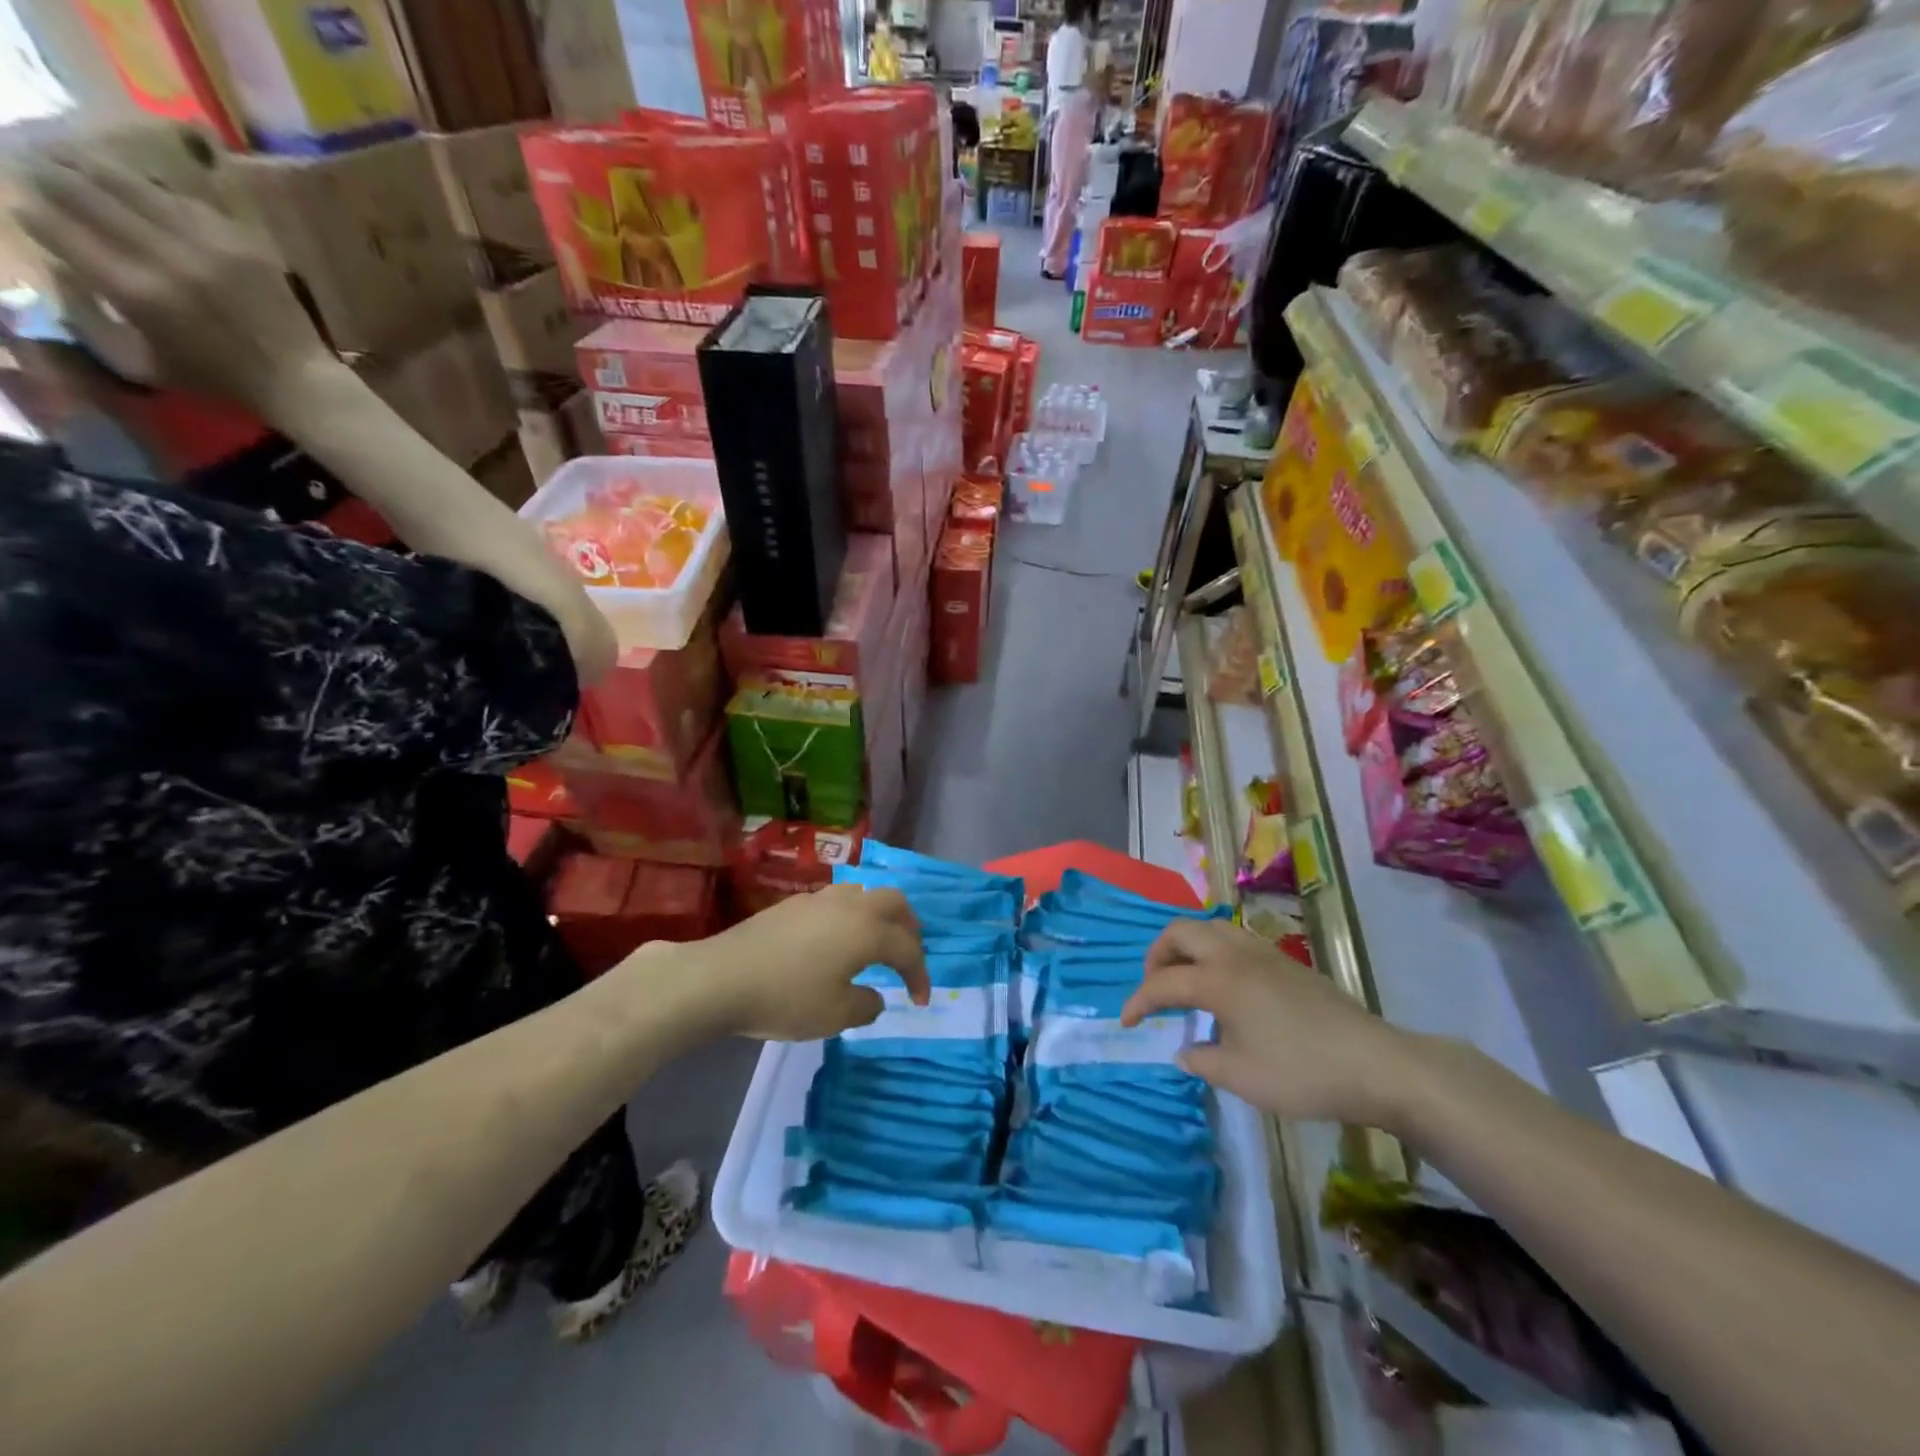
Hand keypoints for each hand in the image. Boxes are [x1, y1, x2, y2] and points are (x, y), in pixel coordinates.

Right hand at [18, 147, 335, 416]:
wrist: (298, 380)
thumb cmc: (220, 379)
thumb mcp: (142, 362)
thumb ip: (90, 317)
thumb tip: (58, 265)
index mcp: (134, 290)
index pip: (56, 228)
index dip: (32, 213)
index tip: (23, 206)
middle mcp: (166, 258)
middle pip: (85, 193)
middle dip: (48, 174)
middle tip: (30, 163)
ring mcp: (208, 246)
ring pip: (133, 185)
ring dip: (91, 165)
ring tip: (68, 155)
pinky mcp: (243, 244)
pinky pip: (186, 201)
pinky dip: (154, 189)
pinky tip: (138, 185)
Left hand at [700, 884, 929, 1041]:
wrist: (722, 977)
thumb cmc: (786, 998)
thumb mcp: (835, 1015)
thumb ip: (866, 1005)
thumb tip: (875, 995)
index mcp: (868, 931)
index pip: (908, 948)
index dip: (920, 974)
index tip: (920, 1001)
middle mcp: (850, 906)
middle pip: (894, 903)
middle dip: (909, 928)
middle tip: (908, 955)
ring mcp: (820, 899)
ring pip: (864, 894)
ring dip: (879, 916)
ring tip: (875, 942)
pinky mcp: (794, 904)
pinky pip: (838, 901)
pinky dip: (851, 916)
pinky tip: (836, 940)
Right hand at [1121, 918, 1414, 1125]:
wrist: (1375, 1063)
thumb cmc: (1301, 1072)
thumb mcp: (1241, 1077)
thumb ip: (1202, 1061)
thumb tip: (1185, 1051)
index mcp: (1217, 980)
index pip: (1163, 983)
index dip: (1138, 1002)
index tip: (1127, 1022)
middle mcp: (1234, 954)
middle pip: (1180, 932)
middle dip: (1157, 956)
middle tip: (1155, 989)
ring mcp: (1262, 952)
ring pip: (1209, 928)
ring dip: (1186, 948)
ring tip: (1184, 981)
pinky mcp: (1284, 960)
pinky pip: (1233, 939)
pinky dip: (1212, 951)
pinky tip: (1223, 986)